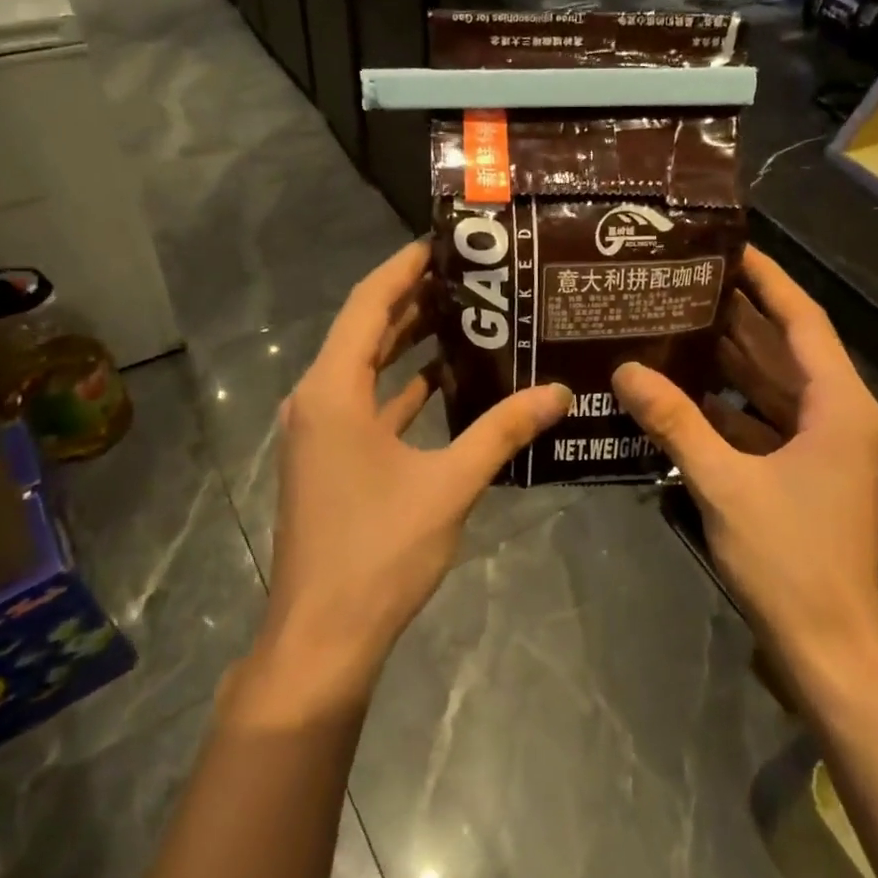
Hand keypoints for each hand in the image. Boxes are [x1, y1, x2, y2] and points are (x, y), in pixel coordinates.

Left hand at [262, 240, 570, 695]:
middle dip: (414, 300)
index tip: (444, 241)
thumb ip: (504, 431)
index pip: (368, 304)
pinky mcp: (330, 460)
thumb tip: (559, 392)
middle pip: (365, 330)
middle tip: (471, 277)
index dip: (404, 267)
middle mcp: (317, 400)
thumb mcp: (451, 484)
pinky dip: (403, 388)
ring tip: (466, 317)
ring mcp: (320, 432)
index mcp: (333, 391)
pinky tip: (446, 382)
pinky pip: (368, 404)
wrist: (322, 636)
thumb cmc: (379, 551)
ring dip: (408, 343)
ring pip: (366, 369)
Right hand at [612, 247, 877, 692]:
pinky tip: (682, 390)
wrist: (828, 643)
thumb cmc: (789, 557)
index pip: (801, 319)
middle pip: (783, 347)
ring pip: (769, 384)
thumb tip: (625, 371)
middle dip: (737, 314)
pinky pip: (760, 421)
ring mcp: (820, 445)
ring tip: (675, 321)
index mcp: (838, 403)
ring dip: (728, 358)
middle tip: (684, 280)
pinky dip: (726, 405)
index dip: (767, 279)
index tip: (729, 247)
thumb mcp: (724, 482)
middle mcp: (835, 414)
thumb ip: (675, 422)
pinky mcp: (800, 472)